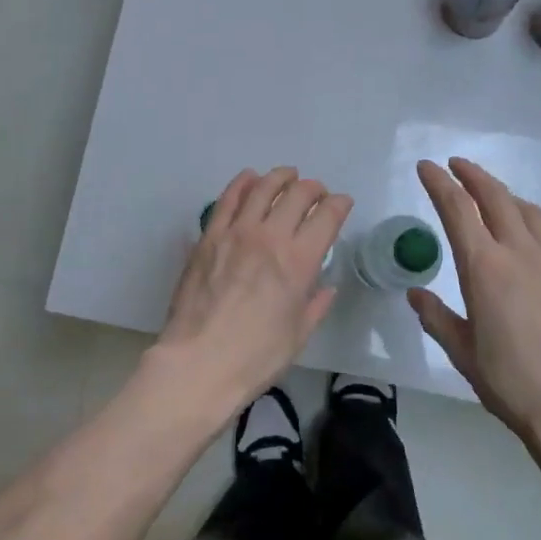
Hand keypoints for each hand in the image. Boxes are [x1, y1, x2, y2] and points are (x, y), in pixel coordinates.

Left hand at [152, 167, 351, 410]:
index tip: (342, 204)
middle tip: (316, 193)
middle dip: (314, 188)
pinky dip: (242, 183)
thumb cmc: (255, 357)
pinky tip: (249, 179)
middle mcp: (271, 237)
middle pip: (298, 194)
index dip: (339, 204)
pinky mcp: (209, 236)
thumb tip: (326, 287)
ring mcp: (236, 232)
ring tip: (287, 176)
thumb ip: (316, 305)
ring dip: (280, 177)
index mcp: (299, 261)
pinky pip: (227, 199)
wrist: (198, 363)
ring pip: (263, 187)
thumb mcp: (299, 335)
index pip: (327, 216)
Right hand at [408, 158, 540, 442]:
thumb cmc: (513, 383)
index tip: (427, 167)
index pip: (456, 210)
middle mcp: (520, 253)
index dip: (439, 183)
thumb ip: (437, 318)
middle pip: (495, 198)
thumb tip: (417, 294)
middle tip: (457, 166)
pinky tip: (536, 233)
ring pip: (529, 212)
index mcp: (484, 268)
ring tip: (493, 196)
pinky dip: (539, 224)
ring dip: (506, 196)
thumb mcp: (462, 353)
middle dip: (472, 175)